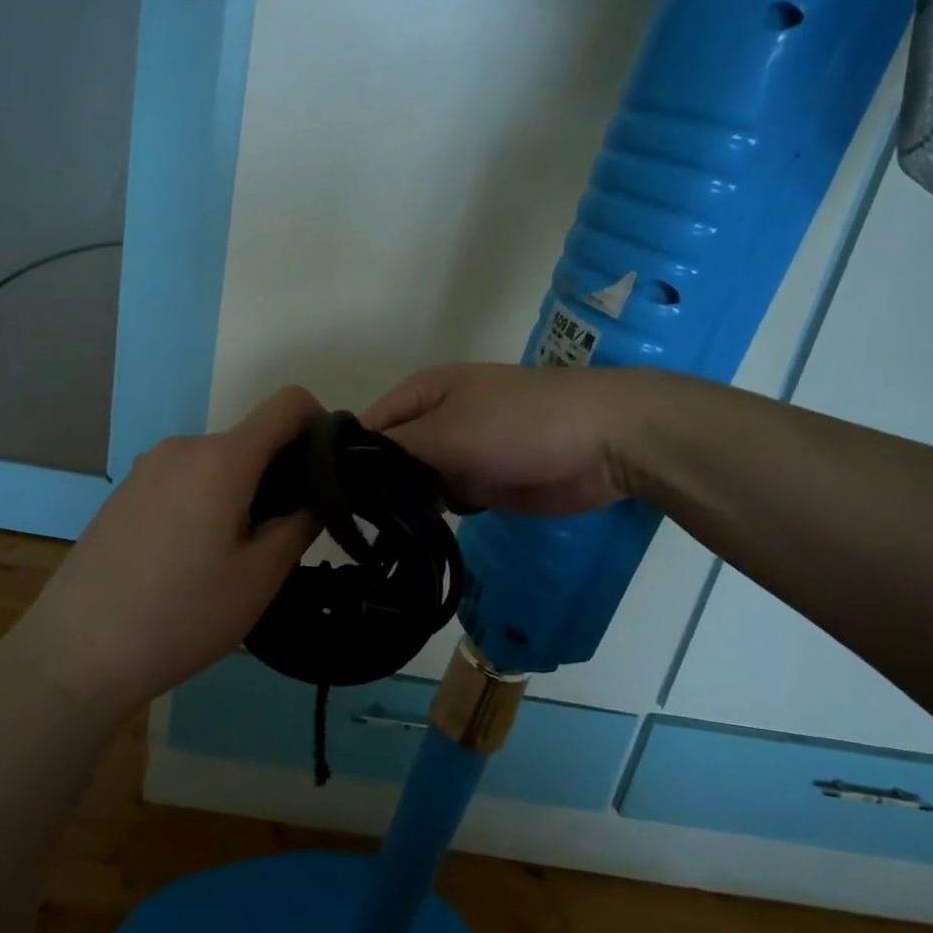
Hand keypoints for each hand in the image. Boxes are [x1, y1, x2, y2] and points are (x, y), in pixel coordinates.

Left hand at [12, 386, 323, 718]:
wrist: (76, 651)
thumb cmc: (181, 616)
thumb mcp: (260, 576)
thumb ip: (301, 521)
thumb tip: (320, 490)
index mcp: (222, 458)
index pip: (288, 403)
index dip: (320, 427)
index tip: (328, 475)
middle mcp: (183, 447)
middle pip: (253, 440)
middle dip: (280, 475)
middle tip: (279, 539)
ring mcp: (148, 466)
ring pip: (219, 463)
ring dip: (242, 492)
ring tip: (231, 558)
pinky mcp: (127, 490)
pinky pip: (185, 479)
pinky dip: (207, 501)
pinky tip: (190, 559)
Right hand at [362, 362, 650, 516]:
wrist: (605, 444)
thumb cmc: (522, 422)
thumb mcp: (449, 429)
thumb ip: (396, 448)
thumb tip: (347, 466)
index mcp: (424, 393)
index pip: (368, 426)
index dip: (347, 458)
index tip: (327, 498)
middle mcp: (435, 421)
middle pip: (388, 457)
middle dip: (372, 486)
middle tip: (346, 528)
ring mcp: (459, 455)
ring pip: (413, 483)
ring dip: (401, 505)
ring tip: (373, 536)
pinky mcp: (482, 485)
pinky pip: (443, 502)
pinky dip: (430, 517)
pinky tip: (409, 538)